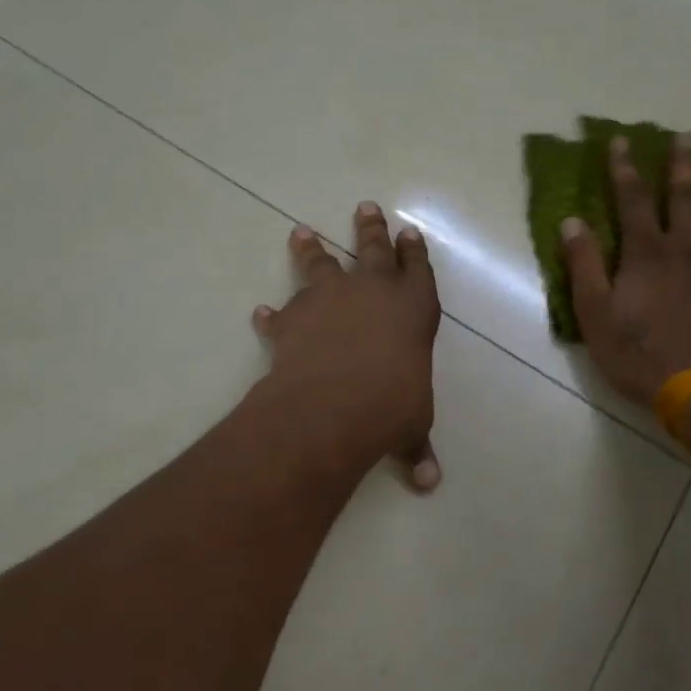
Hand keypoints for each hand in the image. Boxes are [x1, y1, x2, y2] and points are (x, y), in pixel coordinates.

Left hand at [252, 203, 441, 489]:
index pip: (418, 270)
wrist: (336, 403)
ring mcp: (330, 299)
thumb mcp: (411, 426)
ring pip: (321, 263)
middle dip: (371, 228)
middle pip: (373, 248)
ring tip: (301, 232)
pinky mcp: (293, 318)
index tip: (409, 233)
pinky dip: (271, 316)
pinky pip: (280, 313)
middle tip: (365, 207)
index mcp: (414, 308)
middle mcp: (373, 292)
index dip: (414, 251)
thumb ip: (416, 447)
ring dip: (311, 249)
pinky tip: (261, 313)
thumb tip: (429, 483)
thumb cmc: (392, 406)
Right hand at [561, 134, 690, 407]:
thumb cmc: (637, 355)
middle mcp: (686, 249)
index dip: (624, 169)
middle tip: (688, 135)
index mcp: (646, 253)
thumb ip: (584, 265)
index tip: (622, 140)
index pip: (633, 200)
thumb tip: (572, 222)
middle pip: (686, 196)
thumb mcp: (594, 314)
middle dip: (683, 163)